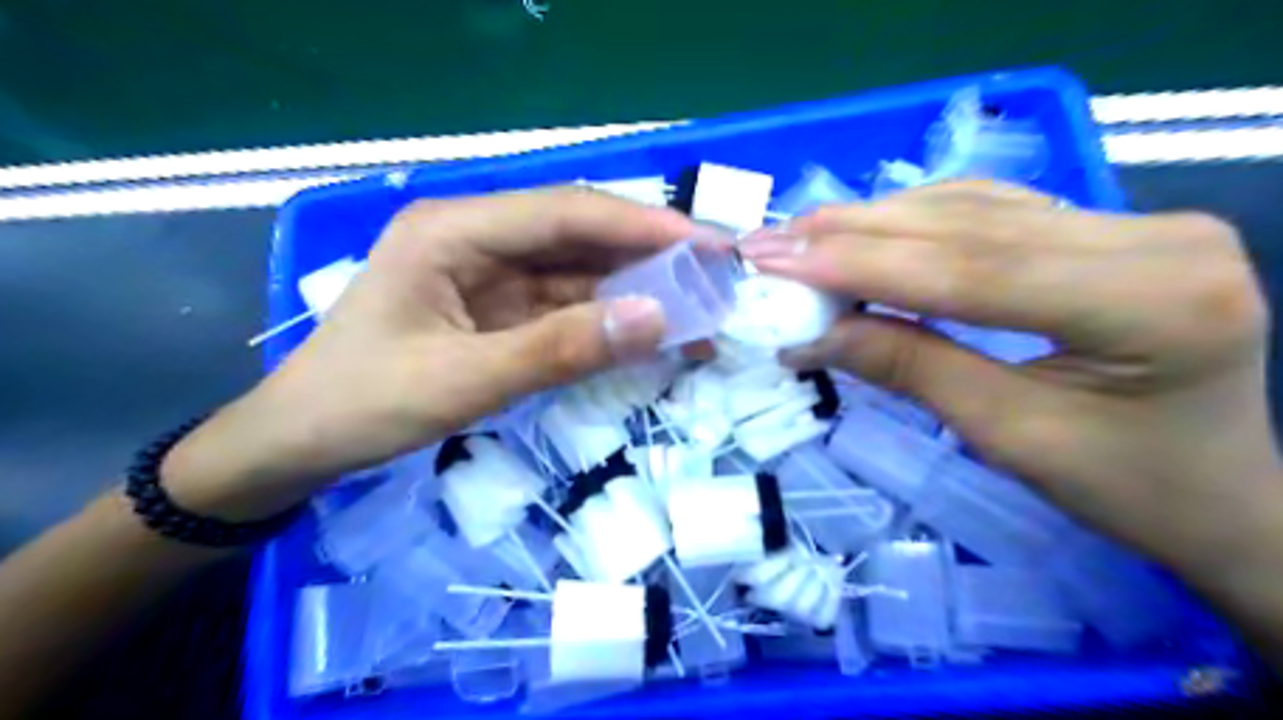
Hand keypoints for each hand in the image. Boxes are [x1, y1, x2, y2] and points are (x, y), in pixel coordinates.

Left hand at [169, 188, 697, 520]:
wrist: (298, 446)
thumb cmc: (361, 404)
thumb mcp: (463, 380)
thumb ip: (561, 349)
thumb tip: (659, 318)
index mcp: (455, 230)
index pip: (566, 212)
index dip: (643, 225)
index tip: (708, 245)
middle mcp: (477, 239)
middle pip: (579, 237)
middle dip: (649, 255)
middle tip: (716, 277)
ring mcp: (489, 277)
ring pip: (578, 274)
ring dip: (636, 292)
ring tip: (697, 311)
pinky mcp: (498, 312)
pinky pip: (565, 308)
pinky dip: (608, 322)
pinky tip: (648, 334)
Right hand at [743, 182, 1282, 581]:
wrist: (1222, 497)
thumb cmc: (1127, 488)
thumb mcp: (1009, 436)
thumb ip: (911, 368)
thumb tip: (815, 334)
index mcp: (1150, 301)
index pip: (970, 269)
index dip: (860, 263)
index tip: (777, 260)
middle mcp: (1154, 238)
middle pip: (968, 226)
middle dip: (855, 232)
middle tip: (772, 240)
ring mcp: (1138, 223)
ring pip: (976, 208)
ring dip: (878, 220)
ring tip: (802, 235)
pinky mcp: (1112, 228)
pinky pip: (995, 212)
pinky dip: (919, 220)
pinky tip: (867, 227)